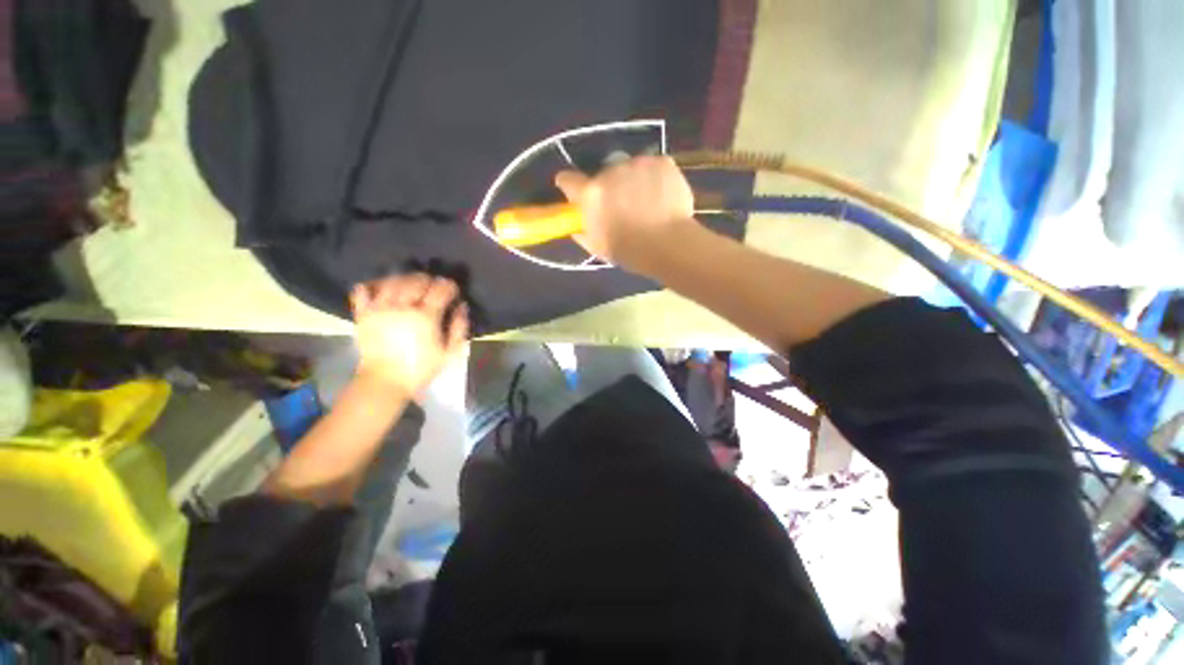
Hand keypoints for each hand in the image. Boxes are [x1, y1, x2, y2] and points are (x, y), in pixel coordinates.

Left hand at [350, 274, 468, 397]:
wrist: (384, 382)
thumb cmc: (420, 368)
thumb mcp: (449, 352)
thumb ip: (459, 327)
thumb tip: (462, 306)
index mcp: (425, 316)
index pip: (440, 289)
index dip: (450, 286)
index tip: (453, 290)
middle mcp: (402, 307)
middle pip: (416, 280)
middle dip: (428, 280)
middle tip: (433, 287)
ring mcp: (379, 308)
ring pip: (392, 281)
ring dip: (405, 278)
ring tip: (411, 286)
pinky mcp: (363, 314)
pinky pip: (362, 290)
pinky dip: (372, 285)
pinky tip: (382, 290)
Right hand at [554, 155, 694, 273]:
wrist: (671, 245)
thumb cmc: (631, 252)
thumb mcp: (597, 247)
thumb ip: (581, 230)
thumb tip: (577, 221)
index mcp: (591, 193)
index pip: (567, 179)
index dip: (571, 187)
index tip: (577, 194)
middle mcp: (610, 171)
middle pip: (603, 175)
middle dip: (608, 188)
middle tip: (622, 207)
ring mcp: (638, 163)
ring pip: (629, 169)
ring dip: (632, 181)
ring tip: (647, 203)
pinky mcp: (662, 161)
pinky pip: (652, 167)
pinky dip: (655, 178)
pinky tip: (662, 197)